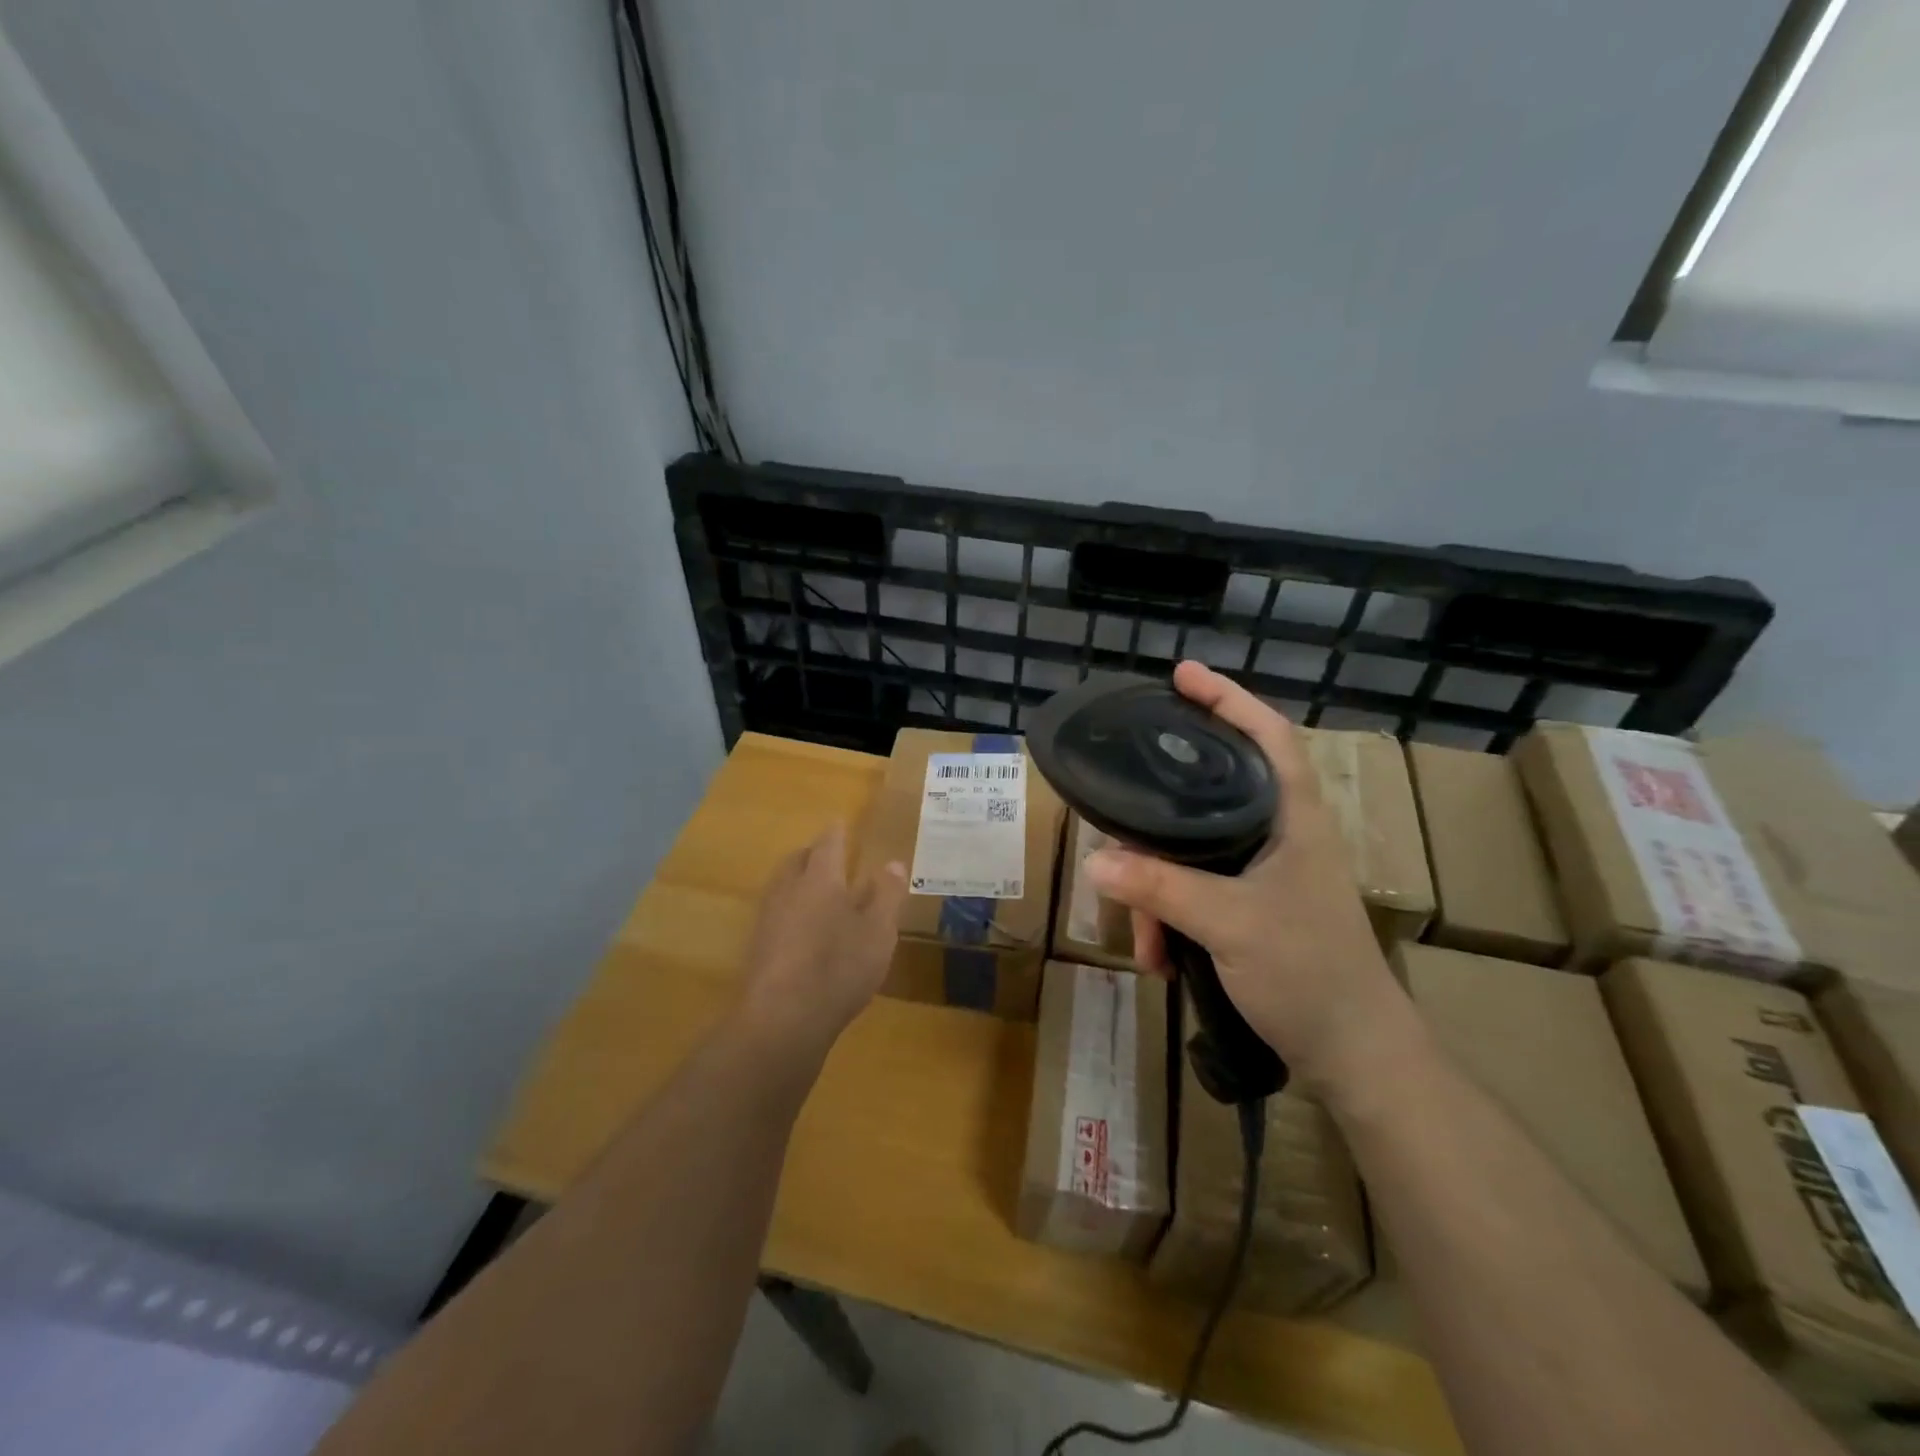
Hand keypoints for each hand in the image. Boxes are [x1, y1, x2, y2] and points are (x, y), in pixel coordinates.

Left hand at [737, 823, 907, 1059]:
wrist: (782, 1018)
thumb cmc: (839, 967)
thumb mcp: (879, 932)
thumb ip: (887, 895)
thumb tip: (893, 863)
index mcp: (820, 879)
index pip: (827, 844)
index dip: (836, 832)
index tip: (839, 822)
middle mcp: (788, 890)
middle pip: (797, 861)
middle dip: (812, 853)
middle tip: (827, 853)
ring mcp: (768, 919)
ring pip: (782, 886)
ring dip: (798, 880)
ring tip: (816, 888)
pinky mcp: (758, 947)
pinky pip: (776, 912)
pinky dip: (791, 908)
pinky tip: (803, 928)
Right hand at [1083, 661, 1412, 1096]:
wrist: (1353, 1056)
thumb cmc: (1309, 973)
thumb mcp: (1230, 924)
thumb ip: (1161, 888)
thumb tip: (1094, 862)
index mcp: (1293, 818)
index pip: (1268, 735)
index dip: (1228, 698)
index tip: (1182, 675)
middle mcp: (1280, 835)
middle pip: (1213, 790)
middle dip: (1160, 810)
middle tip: (1119, 805)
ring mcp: (1266, 874)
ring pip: (1194, 851)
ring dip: (1158, 889)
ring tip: (1142, 939)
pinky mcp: (1252, 908)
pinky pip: (1194, 891)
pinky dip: (1170, 916)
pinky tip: (1157, 956)